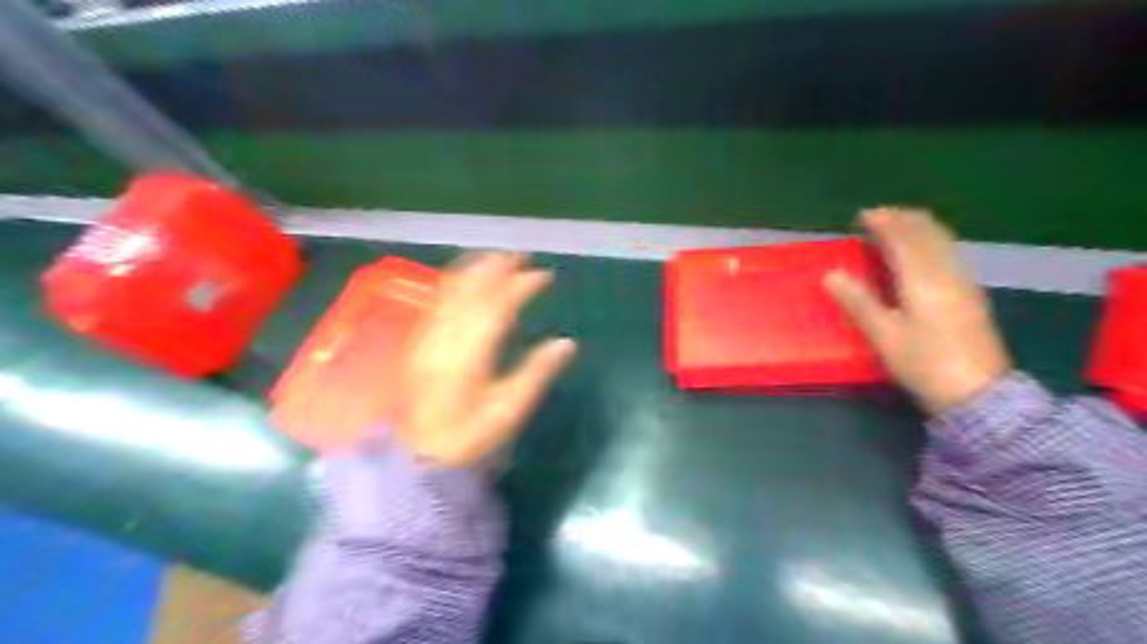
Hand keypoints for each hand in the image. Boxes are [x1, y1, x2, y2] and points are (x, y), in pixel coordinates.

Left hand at [397, 252, 574, 467]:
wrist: (415, 455)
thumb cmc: (466, 437)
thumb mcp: (507, 413)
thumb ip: (536, 374)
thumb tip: (566, 343)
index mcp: (468, 356)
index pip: (496, 308)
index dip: (520, 286)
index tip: (543, 276)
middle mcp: (444, 337)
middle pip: (471, 290)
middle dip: (497, 267)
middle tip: (521, 256)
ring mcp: (427, 336)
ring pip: (451, 290)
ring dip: (475, 269)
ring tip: (498, 257)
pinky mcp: (418, 340)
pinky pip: (437, 300)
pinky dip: (455, 281)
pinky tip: (466, 276)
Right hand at [831, 209, 1004, 415]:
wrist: (979, 393)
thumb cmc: (925, 363)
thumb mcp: (884, 336)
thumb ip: (859, 302)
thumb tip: (831, 274)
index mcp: (923, 280)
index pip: (903, 239)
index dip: (884, 223)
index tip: (864, 215)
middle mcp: (947, 273)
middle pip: (928, 234)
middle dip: (903, 219)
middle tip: (879, 216)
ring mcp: (963, 282)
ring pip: (942, 241)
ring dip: (919, 228)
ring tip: (897, 227)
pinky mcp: (971, 295)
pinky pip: (949, 253)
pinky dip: (931, 242)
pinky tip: (922, 252)